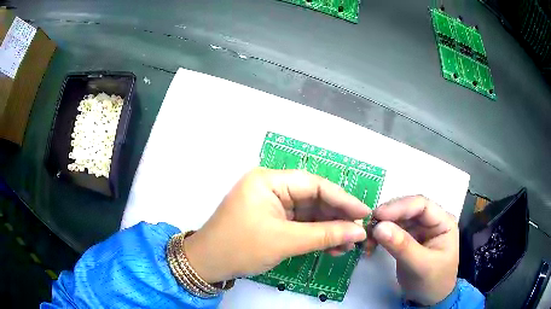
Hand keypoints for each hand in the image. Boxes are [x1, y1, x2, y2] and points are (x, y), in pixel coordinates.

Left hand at [184, 167, 369, 282]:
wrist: (208, 265)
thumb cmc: (240, 248)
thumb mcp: (285, 241)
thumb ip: (325, 235)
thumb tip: (358, 232)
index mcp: (269, 180)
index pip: (315, 185)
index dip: (343, 199)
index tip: (364, 213)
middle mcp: (271, 187)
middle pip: (314, 199)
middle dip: (336, 218)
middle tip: (357, 233)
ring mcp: (272, 204)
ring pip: (309, 213)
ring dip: (328, 229)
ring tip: (346, 245)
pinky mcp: (272, 220)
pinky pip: (300, 224)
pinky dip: (315, 235)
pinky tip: (331, 247)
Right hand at [364, 196, 458, 305]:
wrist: (429, 299)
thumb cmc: (433, 282)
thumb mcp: (421, 266)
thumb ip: (403, 247)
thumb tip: (379, 227)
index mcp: (443, 221)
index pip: (421, 205)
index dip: (399, 207)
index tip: (377, 215)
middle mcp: (430, 221)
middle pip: (407, 210)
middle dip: (387, 217)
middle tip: (367, 228)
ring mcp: (419, 229)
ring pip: (396, 219)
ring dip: (380, 227)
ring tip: (367, 240)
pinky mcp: (407, 239)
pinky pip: (391, 231)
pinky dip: (379, 236)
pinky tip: (371, 245)